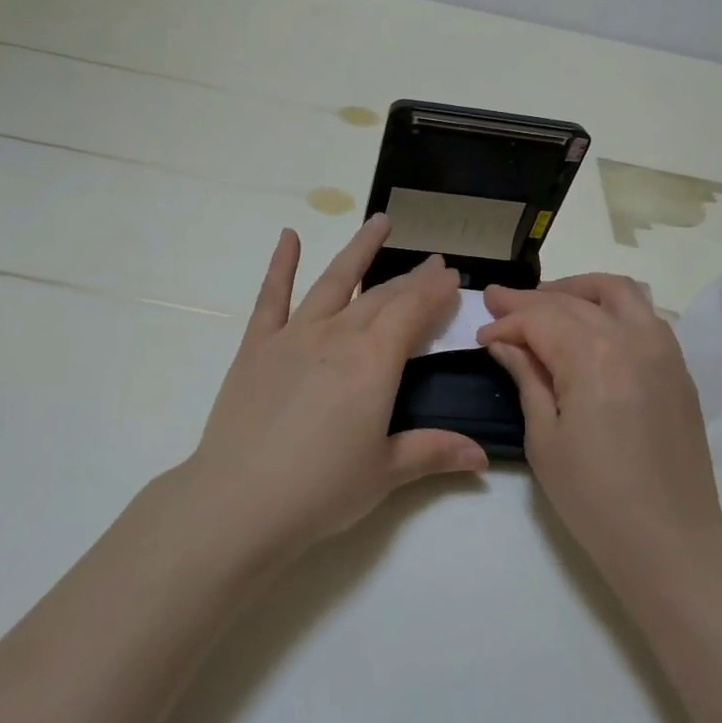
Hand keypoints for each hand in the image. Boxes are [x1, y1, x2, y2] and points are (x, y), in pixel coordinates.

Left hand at [187, 216, 488, 557]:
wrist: (239, 500)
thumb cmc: (321, 489)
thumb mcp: (386, 473)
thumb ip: (434, 452)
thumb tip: (481, 456)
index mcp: (374, 362)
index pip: (414, 312)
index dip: (436, 292)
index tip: (453, 276)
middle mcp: (338, 335)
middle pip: (382, 296)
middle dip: (412, 277)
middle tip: (434, 261)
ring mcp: (294, 335)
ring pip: (334, 281)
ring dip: (359, 250)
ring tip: (380, 221)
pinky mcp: (257, 345)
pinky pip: (271, 296)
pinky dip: (280, 264)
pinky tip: (288, 236)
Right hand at [478, 274, 721, 591]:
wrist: (670, 541)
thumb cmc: (594, 497)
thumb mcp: (544, 438)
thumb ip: (527, 379)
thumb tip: (505, 344)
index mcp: (592, 356)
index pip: (539, 320)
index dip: (506, 323)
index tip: (482, 335)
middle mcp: (631, 338)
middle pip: (572, 300)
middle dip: (530, 300)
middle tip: (497, 301)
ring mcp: (662, 349)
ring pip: (617, 291)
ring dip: (576, 290)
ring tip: (546, 301)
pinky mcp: (678, 367)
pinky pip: (644, 314)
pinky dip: (611, 307)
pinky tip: (590, 326)